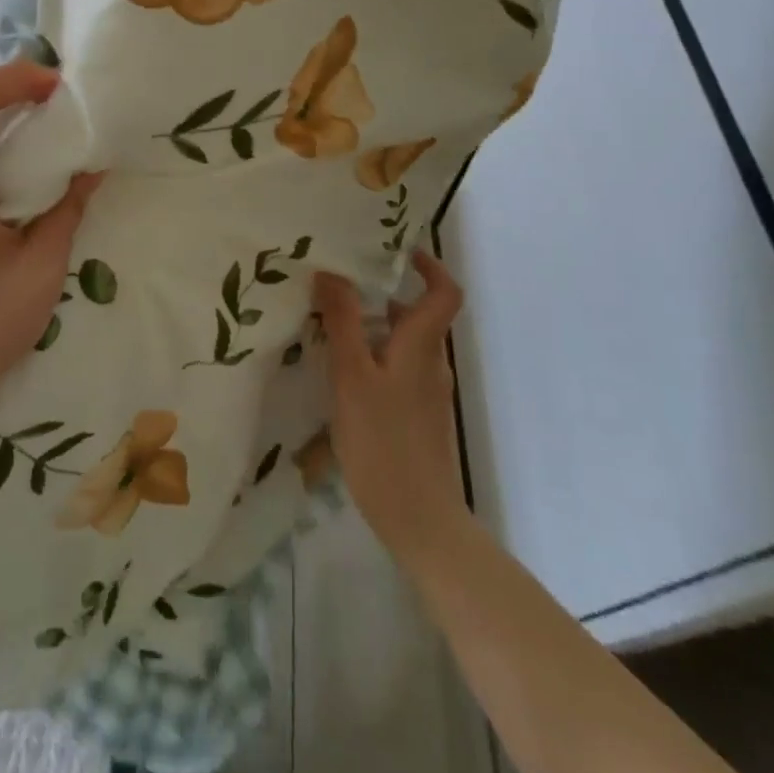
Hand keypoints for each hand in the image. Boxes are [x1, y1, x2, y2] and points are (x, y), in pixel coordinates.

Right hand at [315, 250, 468, 569]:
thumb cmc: (383, 440)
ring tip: (328, 330)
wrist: (420, 521)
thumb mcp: (352, 375)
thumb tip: (332, 271)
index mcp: (422, 347)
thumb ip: (343, 322)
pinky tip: (341, 377)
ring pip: (403, 347)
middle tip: (337, 290)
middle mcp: (431, 365)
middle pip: (416, 318)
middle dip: (381, 298)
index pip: (445, 294)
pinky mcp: (417, 420)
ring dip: (372, 330)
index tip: (398, 251)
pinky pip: (397, 373)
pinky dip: (373, 361)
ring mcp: (427, 395)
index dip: (430, 267)